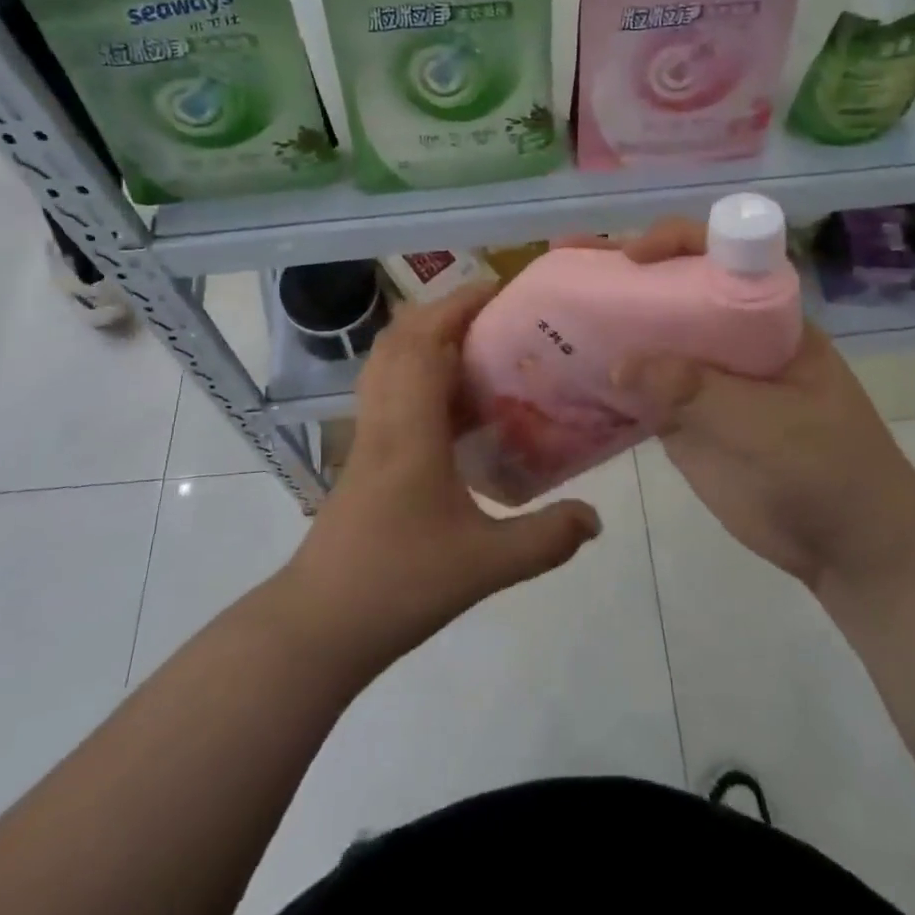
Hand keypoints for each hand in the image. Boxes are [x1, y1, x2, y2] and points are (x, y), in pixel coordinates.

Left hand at [283, 283, 602, 675]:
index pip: (428, 340)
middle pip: (402, 337)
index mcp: (411, 427)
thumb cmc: (398, 585)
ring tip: (476, 345)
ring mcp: (367, 433)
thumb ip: (545, 538)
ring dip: (427, 336)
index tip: (501, 290)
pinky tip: (453, 404)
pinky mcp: (363, 453)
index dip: (461, 305)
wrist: (319, 625)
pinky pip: (388, 388)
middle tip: (496, 314)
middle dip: (446, 310)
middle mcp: (384, 416)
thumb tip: (596, 518)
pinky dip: (418, 371)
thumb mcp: (484, 565)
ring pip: (388, 359)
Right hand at [593, 219, 914, 588]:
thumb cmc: (829, 468)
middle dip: (620, 269)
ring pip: (647, 335)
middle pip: (670, 287)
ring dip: (603, 320)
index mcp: (764, 315)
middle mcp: (728, 334)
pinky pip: (637, 387)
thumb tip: (618, 364)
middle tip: (565, 256)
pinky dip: (603, 378)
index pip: (718, 255)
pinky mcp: (682, 417)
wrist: (848, 547)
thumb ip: (697, 391)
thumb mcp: (769, 424)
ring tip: (547, 306)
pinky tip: (560, 370)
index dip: (673, 243)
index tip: (632, 256)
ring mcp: (702, 376)